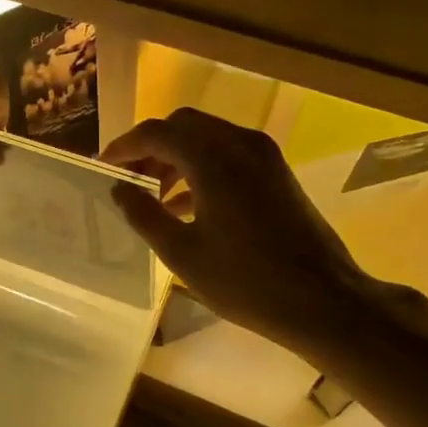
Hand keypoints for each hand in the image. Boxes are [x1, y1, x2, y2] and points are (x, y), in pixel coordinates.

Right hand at [102, 109, 375, 361]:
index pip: (157, 133)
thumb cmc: (246, 281)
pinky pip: (229, 154)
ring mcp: (264, 157)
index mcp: (213, 159)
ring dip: (176, 157)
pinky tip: (186, 206)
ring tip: (152, 195)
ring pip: (208, 137)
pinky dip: (201, 167)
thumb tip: (119, 189)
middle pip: (183, 125)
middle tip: (128, 177)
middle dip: (151, 146)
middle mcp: (240, 145)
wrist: (324, 301)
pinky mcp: (277, 173)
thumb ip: (144, 214)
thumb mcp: (183, 253)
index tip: (103, 166)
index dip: (124, 146)